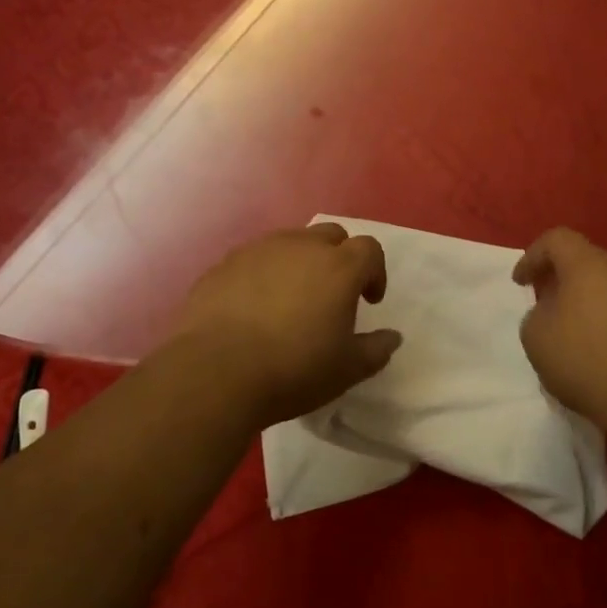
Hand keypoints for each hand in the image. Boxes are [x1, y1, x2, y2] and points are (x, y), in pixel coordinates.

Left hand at [165, 223, 402, 427]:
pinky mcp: (225, 263)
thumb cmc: (293, 369)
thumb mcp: (346, 370)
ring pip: (290, 242)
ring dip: (300, 263)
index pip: (369, 249)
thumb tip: (392, 337)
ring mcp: (259, 250)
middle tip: (332, 294)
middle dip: (339, 258)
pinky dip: (264, 274)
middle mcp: (301, 246)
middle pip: (331, 235)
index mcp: (339, 267)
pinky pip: (255, 259)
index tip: (368, 301)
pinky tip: (253, 308)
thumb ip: (376, 349)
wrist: (214, 372)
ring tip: (291, 300)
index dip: (375, 272)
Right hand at [514, 228, 606, 440]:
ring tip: (567, 331)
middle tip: (542, 302)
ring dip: (582, 302)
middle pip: (584, 261)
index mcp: (588, 264)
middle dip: (559, 278)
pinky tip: (595, 351)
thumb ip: (536, 314)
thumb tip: (553, 313)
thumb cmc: (585, 359)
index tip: (520, 283)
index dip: (532, 256)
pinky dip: (603, 321)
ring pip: (605, 287)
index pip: (556, 239)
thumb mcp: (536, 337)